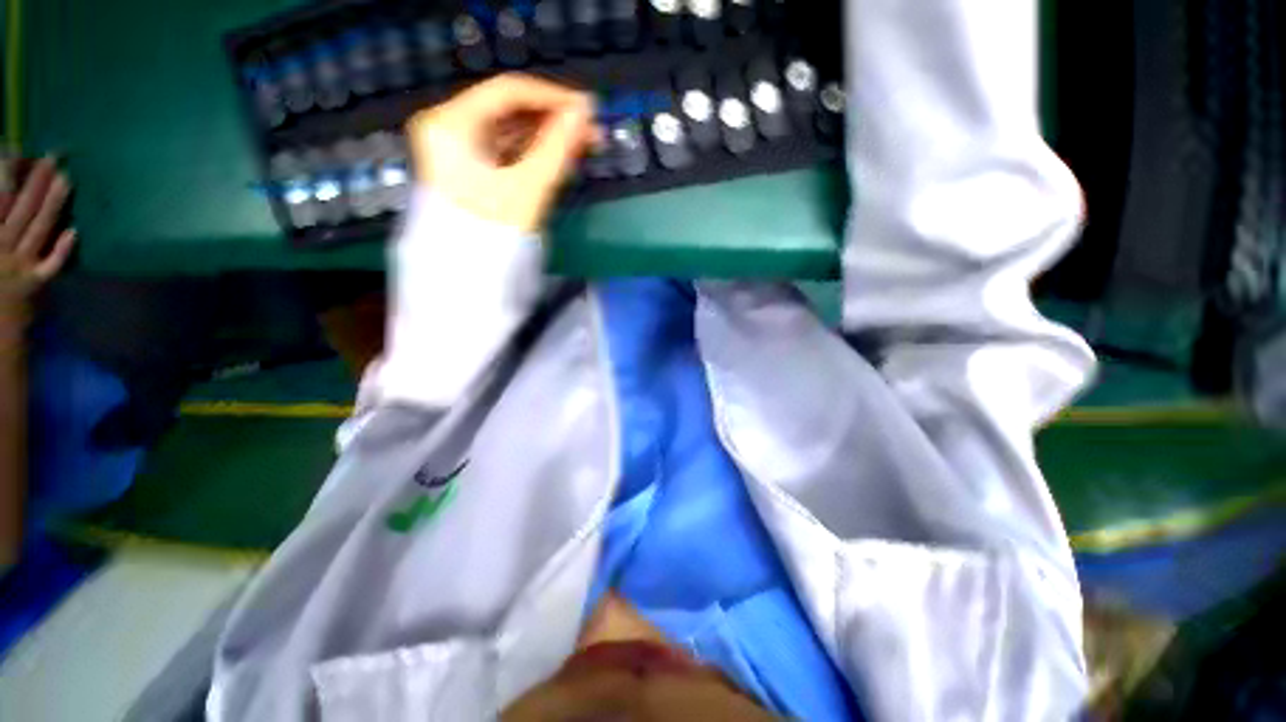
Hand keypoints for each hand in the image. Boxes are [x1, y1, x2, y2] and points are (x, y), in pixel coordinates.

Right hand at [0, 157, 75, 322]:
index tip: (13, 148)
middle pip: (20, 209)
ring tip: (65, 178)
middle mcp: (1, 247)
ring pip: (37, 229)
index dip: (4, 173)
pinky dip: (60, 251)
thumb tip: (4, 194)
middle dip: (35, 181)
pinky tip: (74, 232)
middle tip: (52, 156)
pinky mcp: (35, 285)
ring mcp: (19, 266)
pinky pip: (49, 266)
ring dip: (51, 204)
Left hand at [406, 74, 595, 232]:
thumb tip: (585, 113)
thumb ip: (557, 147)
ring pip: (509, 133)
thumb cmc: (492, 233)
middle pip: (507, 111)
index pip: (507, 91)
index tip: (588, 108)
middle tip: (591, 131)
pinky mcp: (469, 172)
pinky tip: (560, 157)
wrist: (465, 279)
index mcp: (450, 123)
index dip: (552, 96)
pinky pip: (506, 153)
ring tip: (582, 145)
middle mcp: (448, 128)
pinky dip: (532, 154)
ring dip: (546, 137)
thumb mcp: (528, 188)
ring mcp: (457, 151)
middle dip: (552, 119)